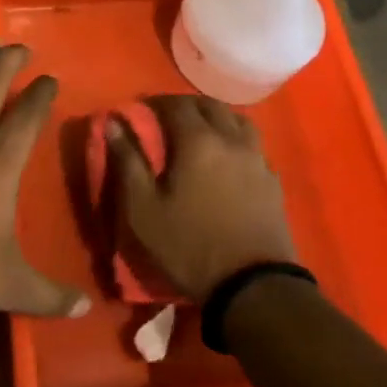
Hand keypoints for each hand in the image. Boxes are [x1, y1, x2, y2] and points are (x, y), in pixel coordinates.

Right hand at [108, 95, 296, 301]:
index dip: (157, 102)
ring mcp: (257, 158)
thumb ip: (127, 162)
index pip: (176, 104)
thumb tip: (113, 123)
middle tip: (169, 118)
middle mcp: (231, 140)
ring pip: (238, 121)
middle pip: (210, 106)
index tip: (142, 109)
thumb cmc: (189, 246)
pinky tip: (230, 158)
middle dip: (187, 105)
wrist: (252, 285)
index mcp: (198, 141)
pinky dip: (237, 140)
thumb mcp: (143, 210)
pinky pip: (254, 145)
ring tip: (202, 132)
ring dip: (217, 118)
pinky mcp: (273, 180)